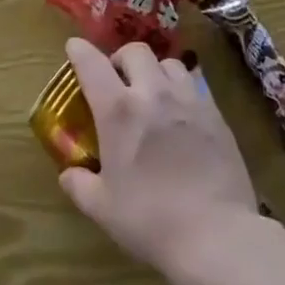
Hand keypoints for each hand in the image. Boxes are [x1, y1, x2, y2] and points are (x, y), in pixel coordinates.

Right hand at [58, 37, 262, 274]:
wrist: (216, 235)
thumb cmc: (151, 221)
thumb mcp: (103, 209)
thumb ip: (80, 185)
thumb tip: (68, 174)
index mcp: (118, 110)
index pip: (91, 63)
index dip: (79, 51)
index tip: (74, 48)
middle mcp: (152, 93)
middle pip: (134, 51)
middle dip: (121, 59)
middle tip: (118, 81)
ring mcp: (187, 99)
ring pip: (168, 63)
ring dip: (155, 71)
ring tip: (153, 93)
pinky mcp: (215, 113)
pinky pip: (195, 84)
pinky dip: (182, 89)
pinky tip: (182, 113)